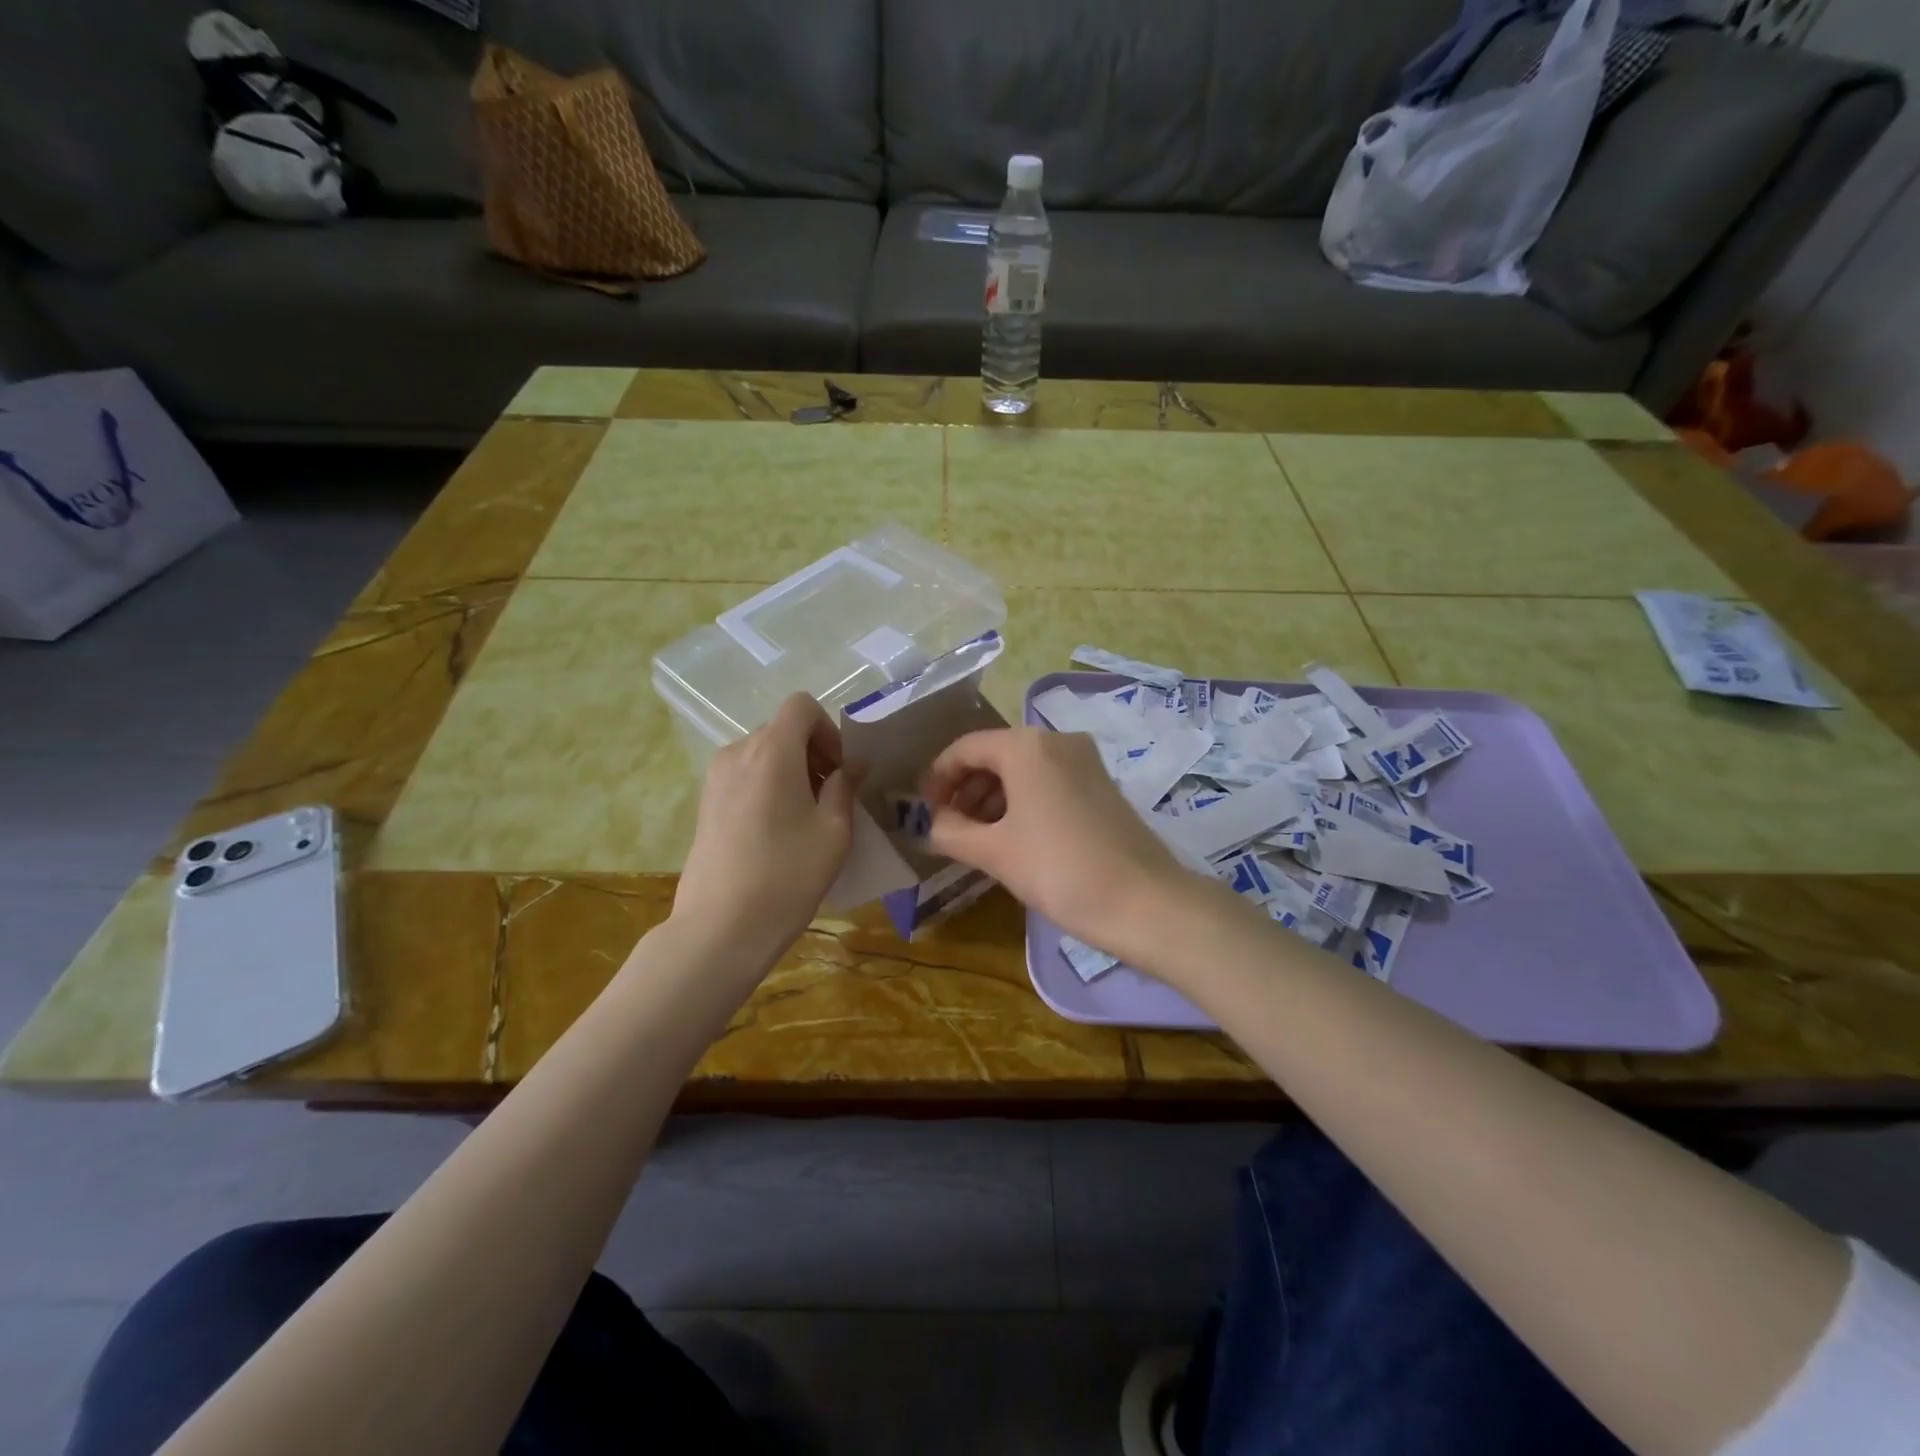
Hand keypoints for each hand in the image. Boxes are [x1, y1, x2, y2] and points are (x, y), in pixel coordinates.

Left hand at [673, 693, 857, 971]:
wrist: (721, 926)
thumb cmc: (787, 874)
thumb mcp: (833, 831)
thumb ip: (845, 786)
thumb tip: (853, 764)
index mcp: (772, 751)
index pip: (801, 705)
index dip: (828, 728)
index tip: (840, 769)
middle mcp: (738, 752)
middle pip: (782, 730)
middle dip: (813, 752)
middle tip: (832, 796)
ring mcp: (716, 777)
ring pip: (763, 753)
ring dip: (791, 770)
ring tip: (806, 816)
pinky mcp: (705, 802)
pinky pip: (745, 775)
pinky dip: (768, 786)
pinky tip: (778, 830)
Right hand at [922, 728, 1200, 961]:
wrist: (1143, 902)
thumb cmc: (1059, 870)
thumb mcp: (995, 852)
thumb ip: (950, 832)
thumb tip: (926, 825)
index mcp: (1026, 745)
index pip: (965, 748)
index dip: (937, 778)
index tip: (923, 812)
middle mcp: (1056, 740)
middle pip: (994, 755)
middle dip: (964, 790)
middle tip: (947, 828)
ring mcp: (1084, 760)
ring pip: (1022, 769)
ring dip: (991, 798)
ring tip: (976, 838)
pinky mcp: (1101, 783)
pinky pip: (1048, 781)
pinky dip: (1022, 801)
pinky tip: (1012, 837)